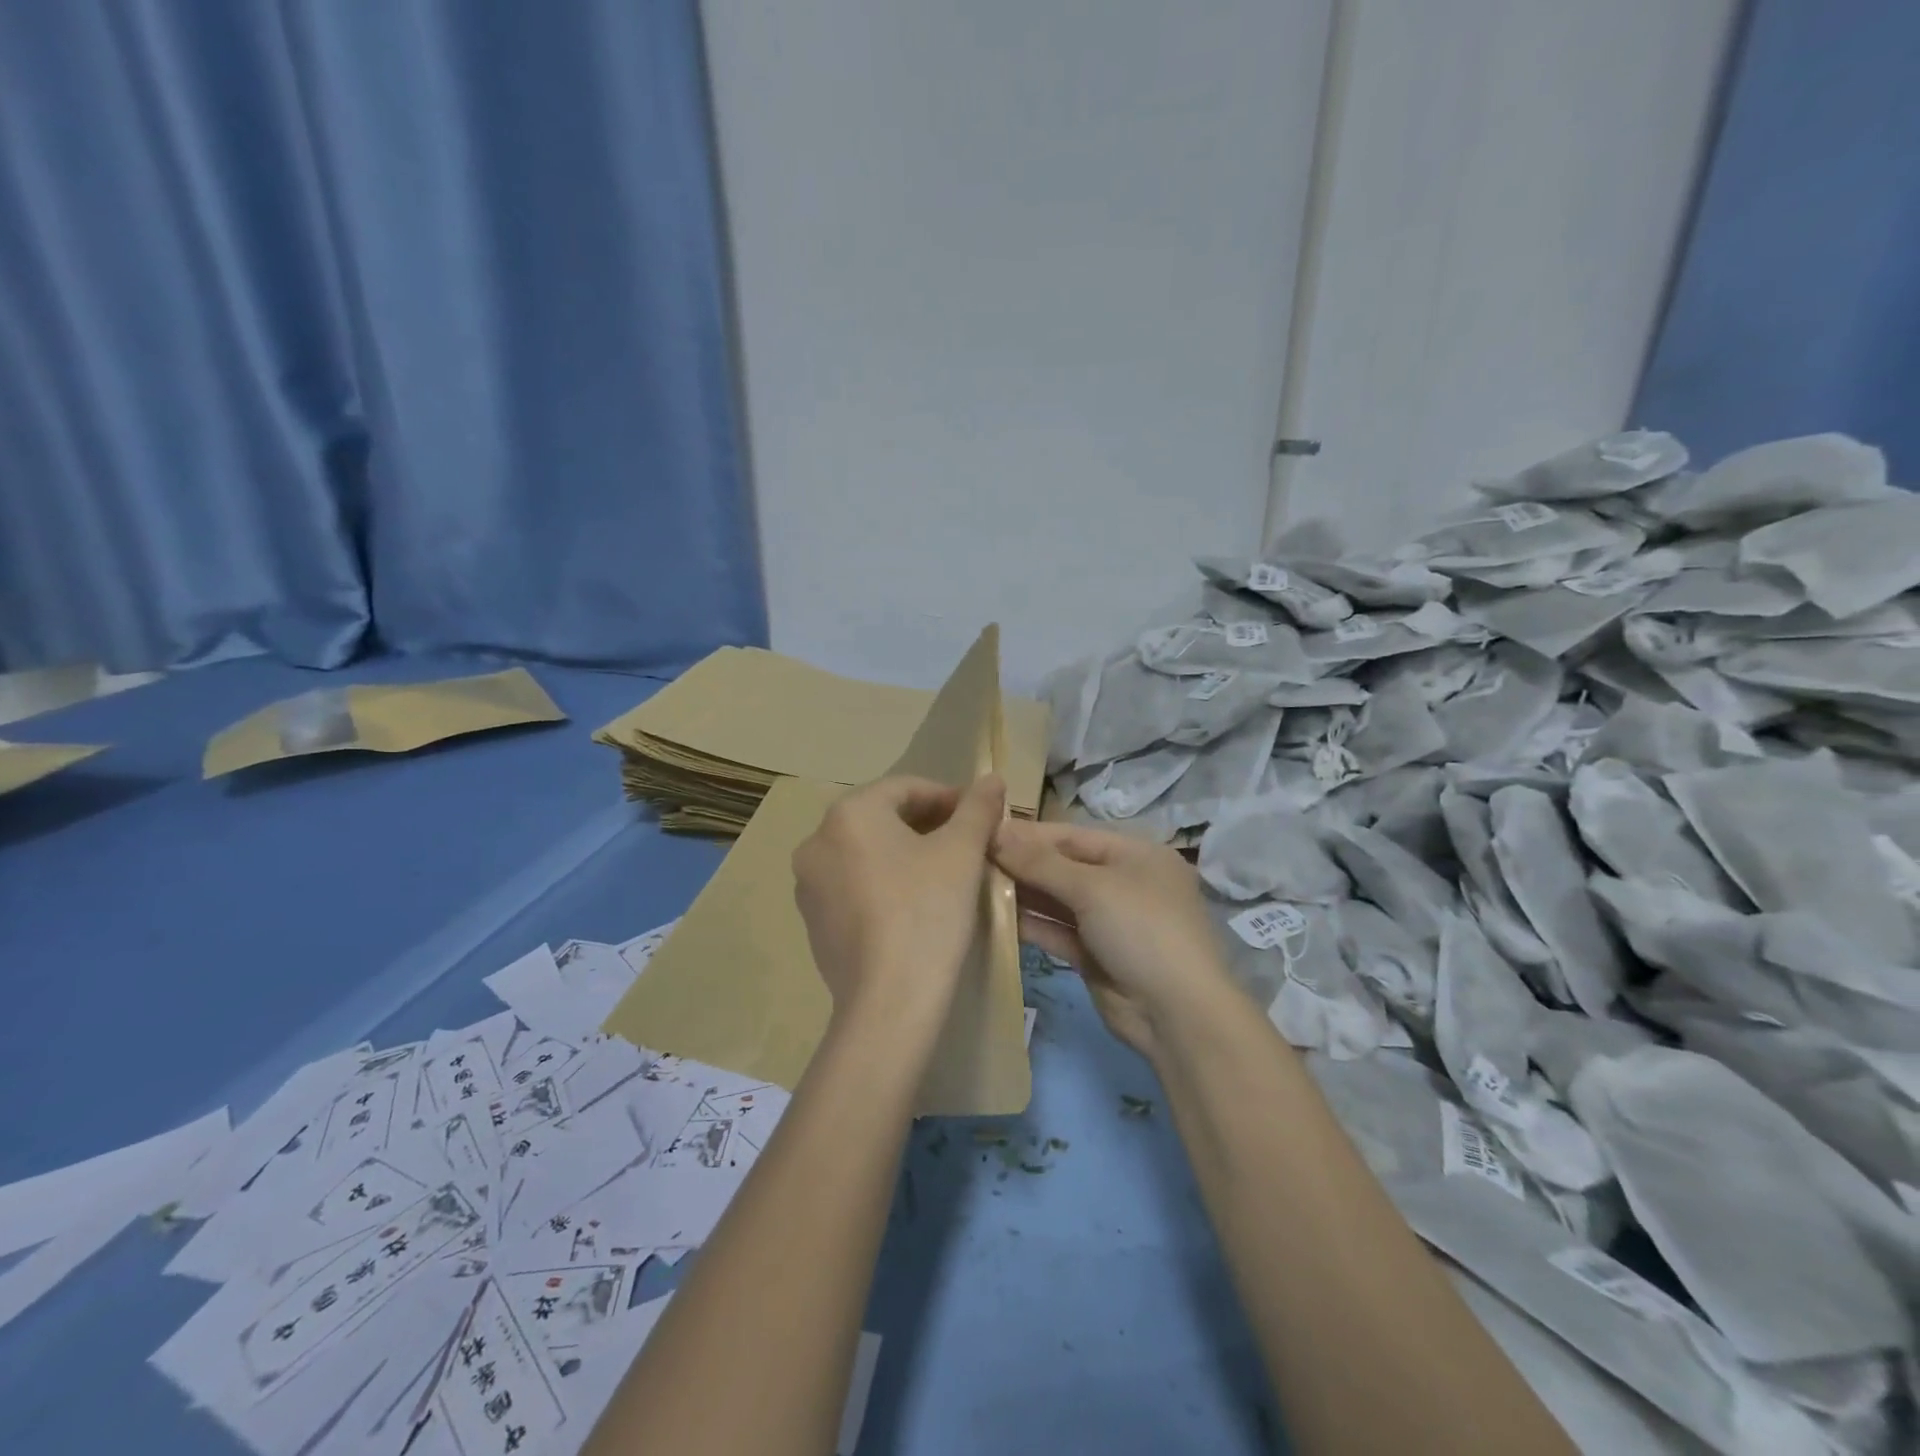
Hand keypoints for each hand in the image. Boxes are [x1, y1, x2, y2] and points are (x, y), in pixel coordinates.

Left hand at [792, 774, 1004, 1030]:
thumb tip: (993, 777)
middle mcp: (818, 841)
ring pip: (867, 852)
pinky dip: (884, 883)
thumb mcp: (962, 852)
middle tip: (968, 844)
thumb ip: (978, 808)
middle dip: (928, 824)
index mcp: (849, 814)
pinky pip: (854, 885)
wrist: (889, 1002)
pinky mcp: (813, 921)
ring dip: (906, 853)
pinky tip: (914, 906)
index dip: (949, 797)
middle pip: (883, 817)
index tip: (981, 818)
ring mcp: (809, 884)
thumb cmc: (928, 912)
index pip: (907, 787)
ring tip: (945, 874)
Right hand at [990, 820, 1238, 1059]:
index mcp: (1134, 854)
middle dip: (1021, 863)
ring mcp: (1110, 921)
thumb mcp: (1092, 887)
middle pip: (1063, 866)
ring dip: (1022, 894)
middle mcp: (1123, 882)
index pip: (1071, 835)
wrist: (1178, 1014)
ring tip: (974, 885)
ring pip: (1057, 900)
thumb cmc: (1142, 930)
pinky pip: (1058, 931)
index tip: (983, 831)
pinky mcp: (1095, 955)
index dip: (1028, 833)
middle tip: (970, 859)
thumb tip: (995, 834)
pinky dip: (1031, 925)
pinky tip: (994, 917)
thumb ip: (1040, 863)